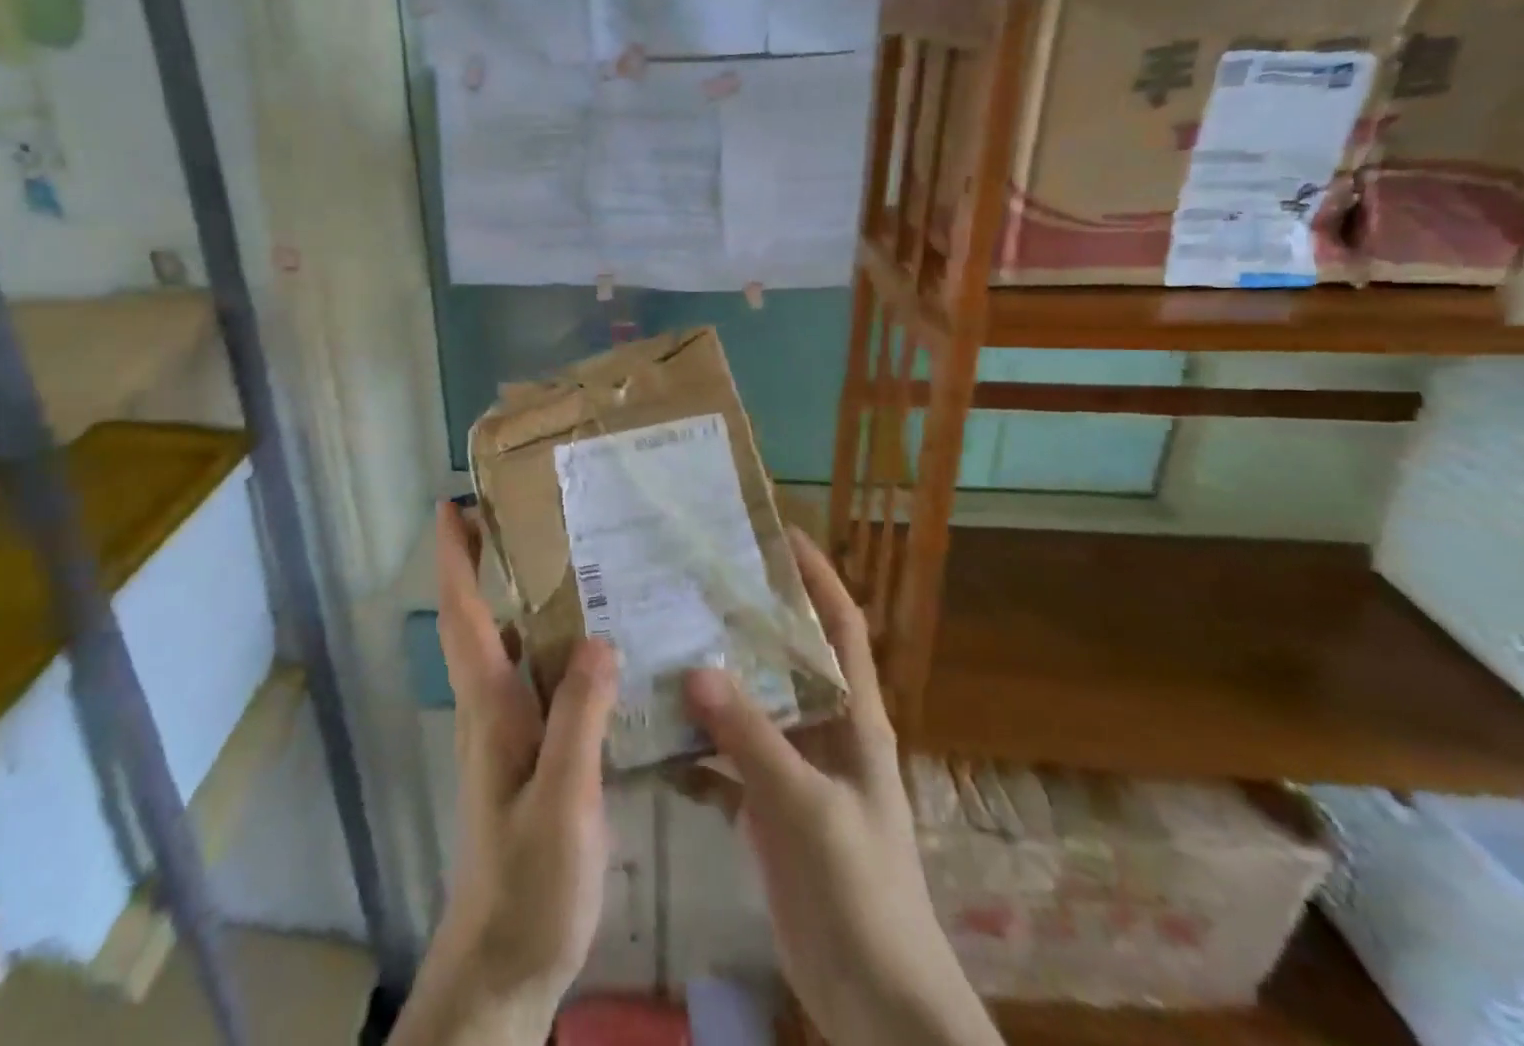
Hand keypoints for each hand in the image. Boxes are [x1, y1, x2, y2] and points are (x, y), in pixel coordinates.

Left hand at [392, 500, 618, 1045]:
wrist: (504, 965)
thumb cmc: (529, 883)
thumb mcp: (562, 802)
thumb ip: (579, 720)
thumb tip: (598, 638)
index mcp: (489, 706)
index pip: (463, 615)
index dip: (454, 559)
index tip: (451, 507)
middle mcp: (489, 706)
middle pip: (477, 619)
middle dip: (482, 563)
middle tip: (521, 515)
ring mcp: (504, 732)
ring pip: (504, 646)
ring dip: (516, 599)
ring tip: (568, 562)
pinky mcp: (525, 753)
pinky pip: (533, 679)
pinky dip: (548, 646)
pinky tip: (594, 647)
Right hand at [684, 529, 1001, 1045]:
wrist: (877, 1004)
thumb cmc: (862, 891)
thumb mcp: (808, 807)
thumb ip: (752, 738)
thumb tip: (695, 668)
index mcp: (854, 717)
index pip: (841, 626)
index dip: (818, 576)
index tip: (778, 534)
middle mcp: (825, 731)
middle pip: (785, 657)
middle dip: (746, 620)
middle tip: (692, 583)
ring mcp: (795, 770)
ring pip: (749, 707)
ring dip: (711, 682)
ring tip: (660, 643)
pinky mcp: (768, 807)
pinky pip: (725, 761)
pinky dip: (695, 749)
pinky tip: (654, 738)